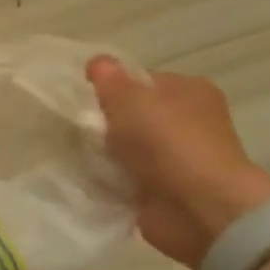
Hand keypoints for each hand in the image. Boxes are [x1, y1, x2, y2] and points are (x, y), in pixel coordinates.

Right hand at [87, 56, 269, 268]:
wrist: (197, 207)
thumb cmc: (168, 143)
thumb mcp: (130, 99)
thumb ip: (109, 80)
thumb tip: (96, 62)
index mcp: (188, 90)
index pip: (139, 81)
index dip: (108, 87)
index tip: (80, 100)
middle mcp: (187, 121)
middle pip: (129, 115)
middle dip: (100, 123)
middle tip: (71, 129)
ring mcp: (175, 158)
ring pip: (123, 148)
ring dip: (100, 153)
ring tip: (71, 154)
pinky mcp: (161, 189)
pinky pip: (121, 178)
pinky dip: (104, 179)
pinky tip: (83, 177)